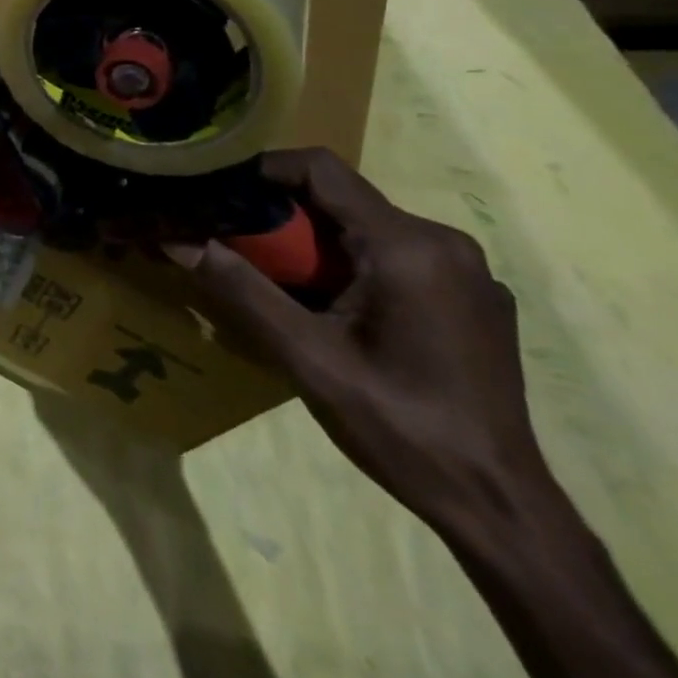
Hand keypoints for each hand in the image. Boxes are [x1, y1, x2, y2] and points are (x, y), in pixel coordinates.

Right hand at [168, 148, 546, 529]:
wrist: (500, 508)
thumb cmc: (399, 427)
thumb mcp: (306, 356)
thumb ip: (240, 289)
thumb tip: (176, 240)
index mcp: (408, 246)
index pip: (321, 170)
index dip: (261, 169)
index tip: (217, 191)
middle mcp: (444, 243)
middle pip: (342, 200)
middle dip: (281, 216)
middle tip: (234, 245)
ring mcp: (467, 272)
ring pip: (366, 229)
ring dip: (314, 244)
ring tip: (276, 281)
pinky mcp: (473, 300)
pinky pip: (396, 257)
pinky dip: (351, 265)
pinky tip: (334, 311)